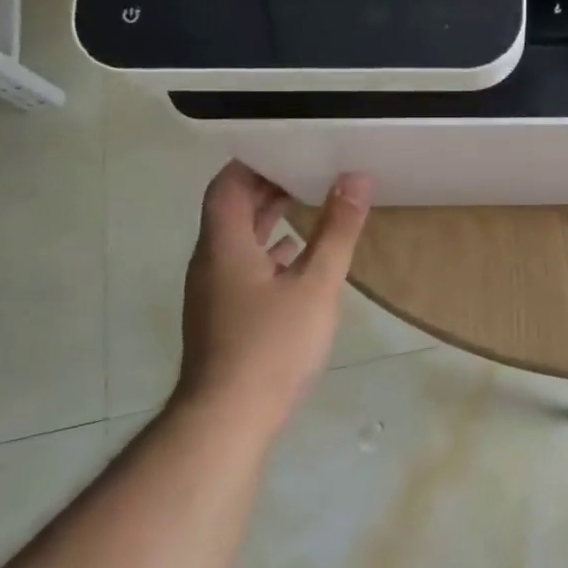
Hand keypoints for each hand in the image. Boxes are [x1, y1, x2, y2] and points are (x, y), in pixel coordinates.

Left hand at [176, 161, 372, 437]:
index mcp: (225, 245)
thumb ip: (337, 230)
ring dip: (270, 219)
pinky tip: (299, 258)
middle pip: (232, 210)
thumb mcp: (316, 284)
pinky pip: (244, 267)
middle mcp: (211, 262)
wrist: (227, 420)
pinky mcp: (223, 317)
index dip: (254, 162)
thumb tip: (356, 178)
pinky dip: (270, 252)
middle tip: (311, 168)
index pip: (228, 185)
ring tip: (311, 202)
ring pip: (238, 240)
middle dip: (268, 186)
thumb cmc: (272, 345)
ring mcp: (214, 292)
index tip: (291, 146)